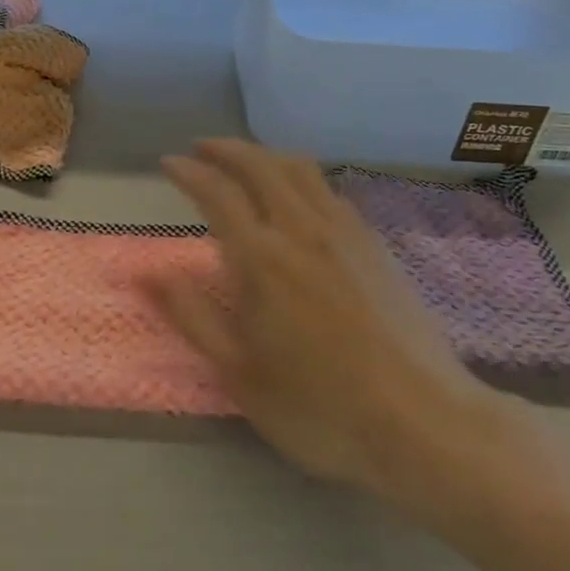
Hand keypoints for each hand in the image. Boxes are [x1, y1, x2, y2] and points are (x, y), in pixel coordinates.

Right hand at [141, 140, 569, 543]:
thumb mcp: (239, 372)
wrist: (424, 422)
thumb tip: (144, 272)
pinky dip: (299, 177)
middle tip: (201, 148)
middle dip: (225, 149)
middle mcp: (302, 229)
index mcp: (262, 258)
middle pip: (260, 165)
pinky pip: (329, 190)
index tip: (169, 162)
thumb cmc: (319, 406)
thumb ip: (190, 314)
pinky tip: (297, 197)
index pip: (217, 192)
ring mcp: (345, 233)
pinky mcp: (375, 245)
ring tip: (245, 161)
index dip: (189, 172)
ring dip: (264, 155)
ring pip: (300, 169)